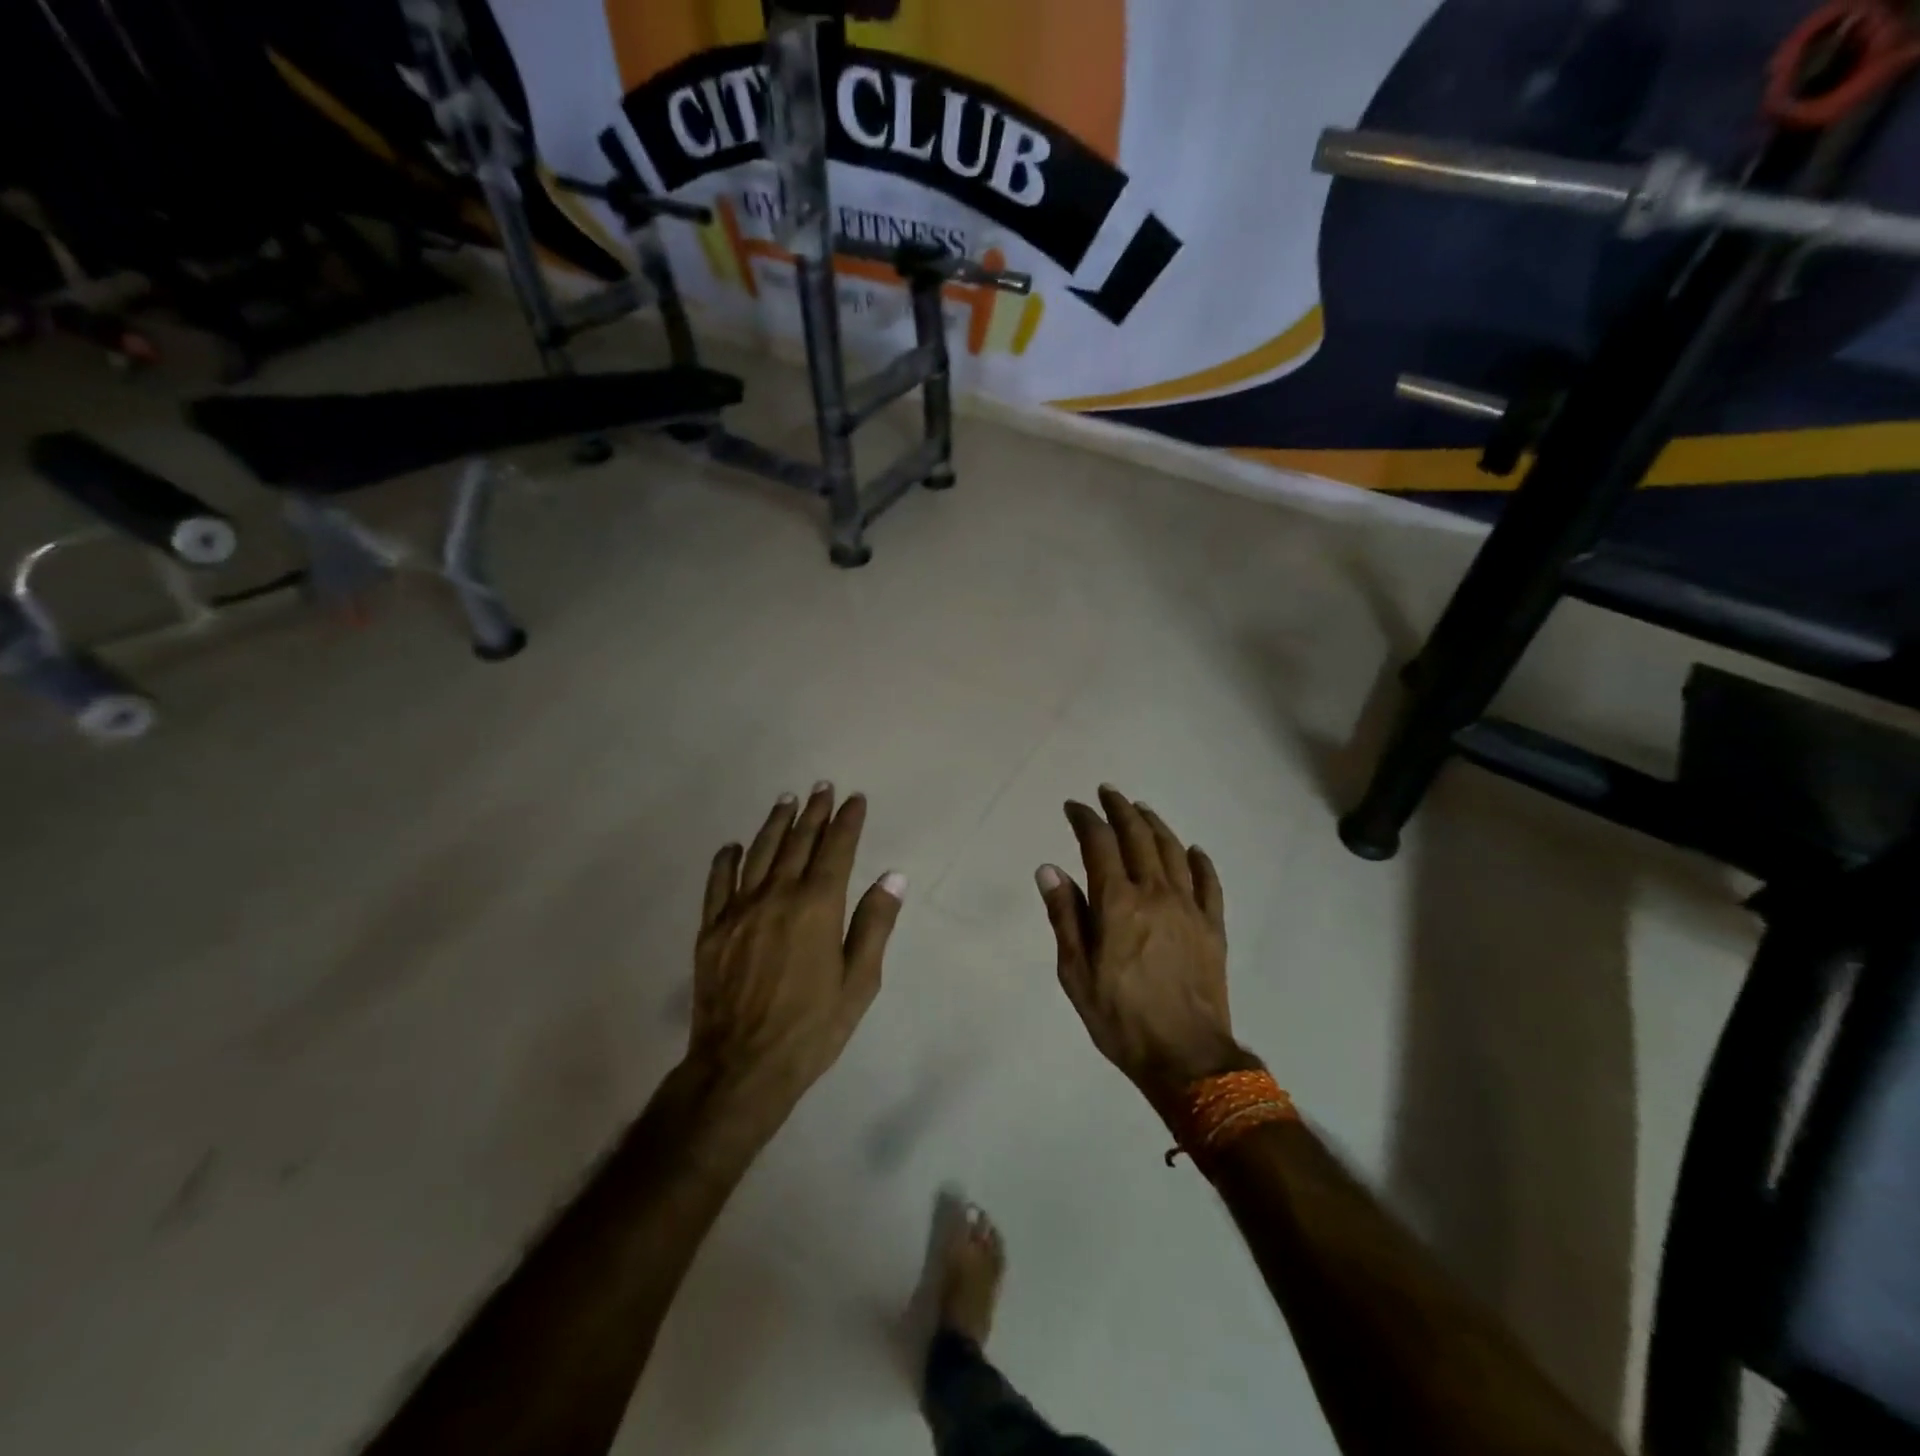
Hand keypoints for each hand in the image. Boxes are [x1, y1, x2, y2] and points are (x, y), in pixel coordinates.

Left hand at [689, 784, 904, 1120]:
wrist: (742, 1066)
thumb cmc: (812, 1028)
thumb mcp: (859, 982)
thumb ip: (874, 924)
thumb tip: (892, 875)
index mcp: (817, 907)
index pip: (836, 850)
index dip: (847, 821)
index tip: (855, 798)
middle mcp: (777, 896)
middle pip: (798, 843)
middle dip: (813, 812)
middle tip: (821, 788)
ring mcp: (739, 910)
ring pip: (759, 853)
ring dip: (775, 824)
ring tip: (786, 800)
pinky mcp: (711, 929)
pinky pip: (718, 883)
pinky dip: (726, 860)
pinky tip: (733, 846)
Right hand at [1036, 787, 1253, 1114]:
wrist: (1186, 1056)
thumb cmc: (1120, 1017)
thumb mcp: (1075, 972)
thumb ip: (1064, 916)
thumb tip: (1049, 869)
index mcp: (1117, 902)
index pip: (1099, 844)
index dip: (1085, 819)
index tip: (1074, 806)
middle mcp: (1155, 893)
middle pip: (1138, 837)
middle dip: (1121, 809)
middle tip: (1108, 792)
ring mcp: (1189, 907)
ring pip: (1173, 851)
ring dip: (1156, 825)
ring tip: (1142, 810)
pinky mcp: (1213, 926)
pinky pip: (1209, 882)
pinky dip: (1200, 861)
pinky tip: (1194, 850)